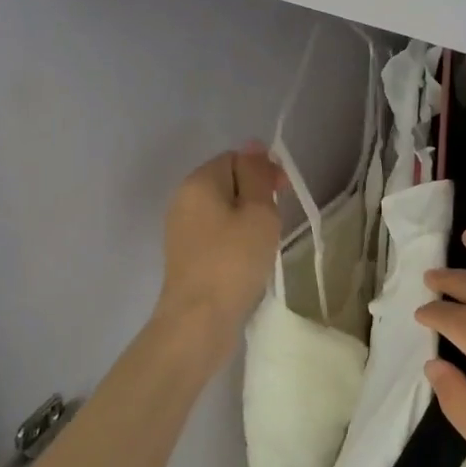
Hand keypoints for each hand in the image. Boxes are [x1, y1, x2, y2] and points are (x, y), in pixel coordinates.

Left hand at [154, 145, 286, 342]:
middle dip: (256, 195)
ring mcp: (181, 228)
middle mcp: (183, 198)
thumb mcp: (258, 212)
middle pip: (227, 182)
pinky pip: (216, 232)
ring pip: (223, 209)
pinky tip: (247, 259)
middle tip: (276, 222)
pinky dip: (234, 239)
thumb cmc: (234, 261)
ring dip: (248, 219)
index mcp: (199, 181)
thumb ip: (256, 174)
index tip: (284, 194)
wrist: (198, 321)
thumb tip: (253, 145)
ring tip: (264, 243)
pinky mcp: (185, 254)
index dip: (263, 170)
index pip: (236, 158)